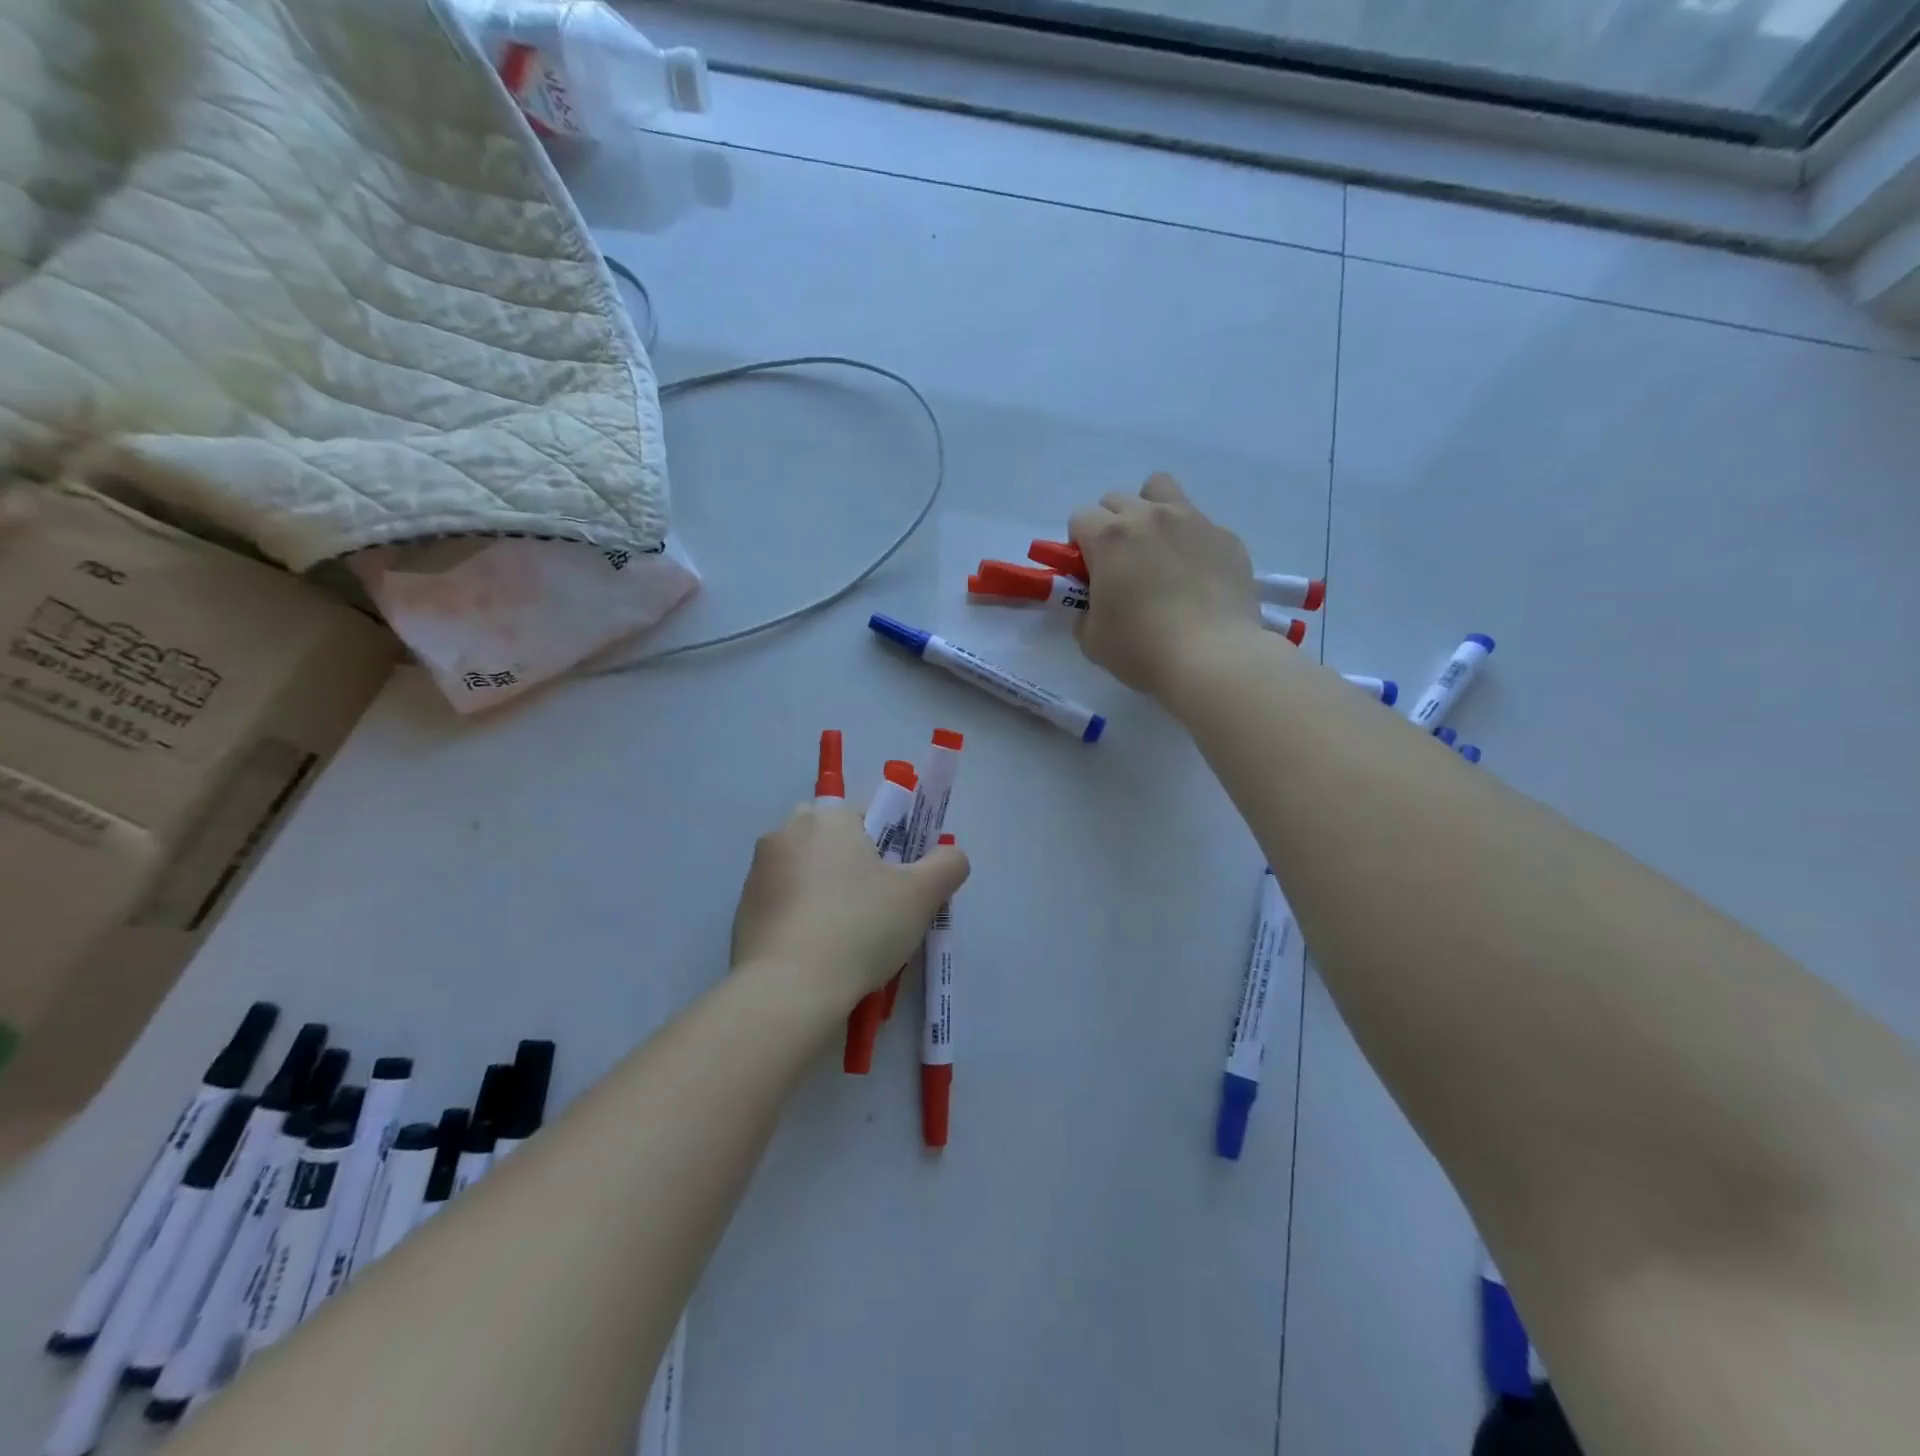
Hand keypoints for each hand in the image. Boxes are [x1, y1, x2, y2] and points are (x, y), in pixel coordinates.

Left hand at [731, 804, 970, 1008]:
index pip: (869, 816)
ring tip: (850, 940)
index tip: (900, 884)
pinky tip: (820, 953)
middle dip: (856, 868)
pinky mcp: (743, 908)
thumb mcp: (922, 895)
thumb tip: (952, 855)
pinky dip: (803, 918)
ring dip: (829, 893)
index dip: (892, 847)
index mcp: (828, 817)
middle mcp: (787, 831)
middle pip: (835, 842)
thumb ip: (948, 864)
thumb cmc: (860, 927)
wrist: (788, 989)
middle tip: (878, 909)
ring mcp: (759, 871)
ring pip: (809, 872)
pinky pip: (786, 903)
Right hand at [1069, 473, 1263, 698]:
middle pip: (1117, 500)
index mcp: (1110, 537)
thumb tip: (1095, 602)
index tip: (1089, 574)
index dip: (1079, 546)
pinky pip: (1199, 524)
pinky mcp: (1226, 536)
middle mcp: (1149, 516)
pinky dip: (1189, 541)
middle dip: (1110, 526)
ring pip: (1161, 490)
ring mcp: (1192, 521)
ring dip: (1150, 512)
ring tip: (1157, 550)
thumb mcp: (1092, 638)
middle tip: (1120, 565)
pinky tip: (1196, 576)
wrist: (1213, 657)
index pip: (1080, 518)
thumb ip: (1085, 611)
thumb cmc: (1142, 648)